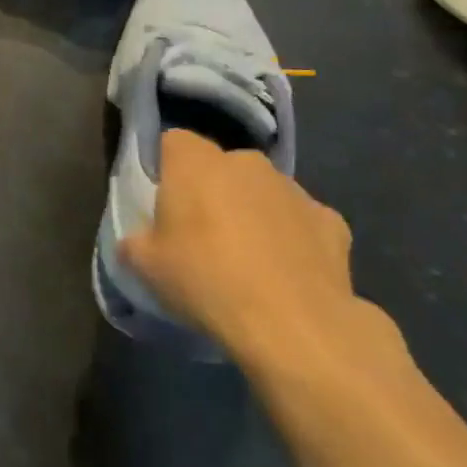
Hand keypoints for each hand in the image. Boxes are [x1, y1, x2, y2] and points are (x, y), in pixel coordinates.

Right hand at [121, 132, 383, 374]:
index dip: (166, 168)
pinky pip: (301, 221)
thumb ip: (135, 241)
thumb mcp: (145, 266)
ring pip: (262, 192)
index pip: (173, 142)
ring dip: (252, 212)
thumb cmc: (206, 281)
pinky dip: (293, 238)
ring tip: (247, 260)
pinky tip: (287, 274)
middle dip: (212, 191)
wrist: (294, 325)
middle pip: (221, 166)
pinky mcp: (332, 222)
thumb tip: (139, 240)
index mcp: (196, 163)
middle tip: (201, 235)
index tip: (163, 202)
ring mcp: (294, 190)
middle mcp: (246, 163)